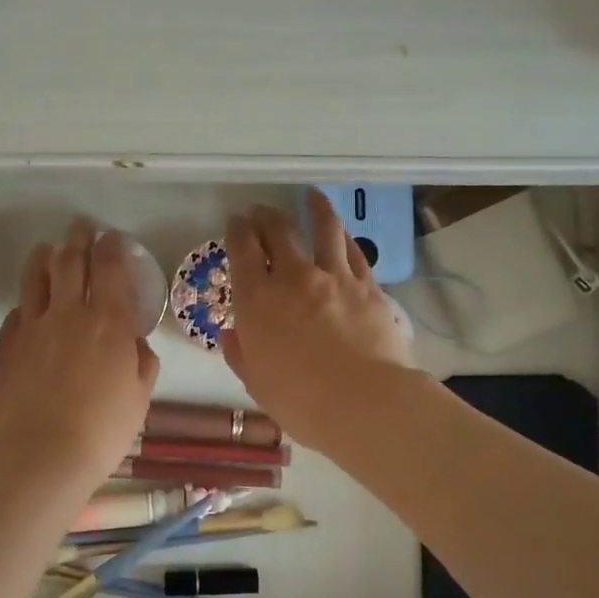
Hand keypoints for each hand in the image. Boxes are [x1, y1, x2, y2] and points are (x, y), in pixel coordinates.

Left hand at [0, 218, 160, 481]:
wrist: (41, 454)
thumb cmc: (103, 428)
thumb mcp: (139, 396)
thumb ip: (141, 361)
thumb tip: (134, 342)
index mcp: (107, 322)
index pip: (109, 269)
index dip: (111, 248)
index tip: (111, 238)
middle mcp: (67, 314)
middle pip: (70, 263)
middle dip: (77, 239)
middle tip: (80, 226)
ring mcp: (31, 329)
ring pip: (35, 281)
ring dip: (43, 259)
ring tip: (46, 249)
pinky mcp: (5, 349)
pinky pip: (15, 316)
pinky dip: (24, 306)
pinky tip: (26, 307)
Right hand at [220, 189, 415, 450]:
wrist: (363, 401)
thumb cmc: (300, 400)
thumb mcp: (257, 382)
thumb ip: (241, 353)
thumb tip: (232, 334)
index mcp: (257, 300)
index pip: (242, 251)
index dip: (237, 231)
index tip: (236, 222)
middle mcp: (293, 278)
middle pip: (278, 232)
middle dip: (266, 217)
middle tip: (261, 212)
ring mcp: (333, 277)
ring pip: (323, 230)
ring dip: (314, 209)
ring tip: (312, 196)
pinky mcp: (366, 286)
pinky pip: (353, 252)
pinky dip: (344, 238)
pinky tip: (343, 233)